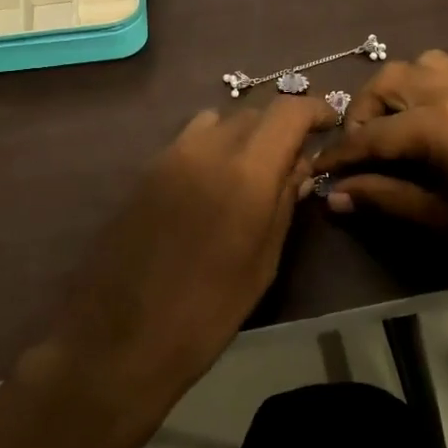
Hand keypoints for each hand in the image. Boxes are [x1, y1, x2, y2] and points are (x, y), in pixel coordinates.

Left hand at [20, 95, 336, 447]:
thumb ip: (283, 203)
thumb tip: (300, 166)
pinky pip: (189, 141)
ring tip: (252, 169)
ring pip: (218, 121)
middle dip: (280, 126)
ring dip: (244, 134)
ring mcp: (169, 156)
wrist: (119, 339)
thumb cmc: (206, 312)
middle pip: (253, 112)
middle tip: (294, 158)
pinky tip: (213, 185)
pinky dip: (213, 147)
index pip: (287, 111)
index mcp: (245, 172)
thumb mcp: (263, 262)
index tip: (329, 123)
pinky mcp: (145, 170)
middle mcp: (207, 149)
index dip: (314, 109)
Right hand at [311, 49, 447, 286]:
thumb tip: (333, 194)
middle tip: (360, 154)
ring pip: (418, 66)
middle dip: (361, 114)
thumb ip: (384, 200)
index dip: (339, 156)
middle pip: (387, 82)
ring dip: (393, 92)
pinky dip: (423, 87)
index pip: (370, 135)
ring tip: (393, 133)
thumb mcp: (442, 220)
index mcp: (438, 124)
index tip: (316, 172)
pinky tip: (430, 125)